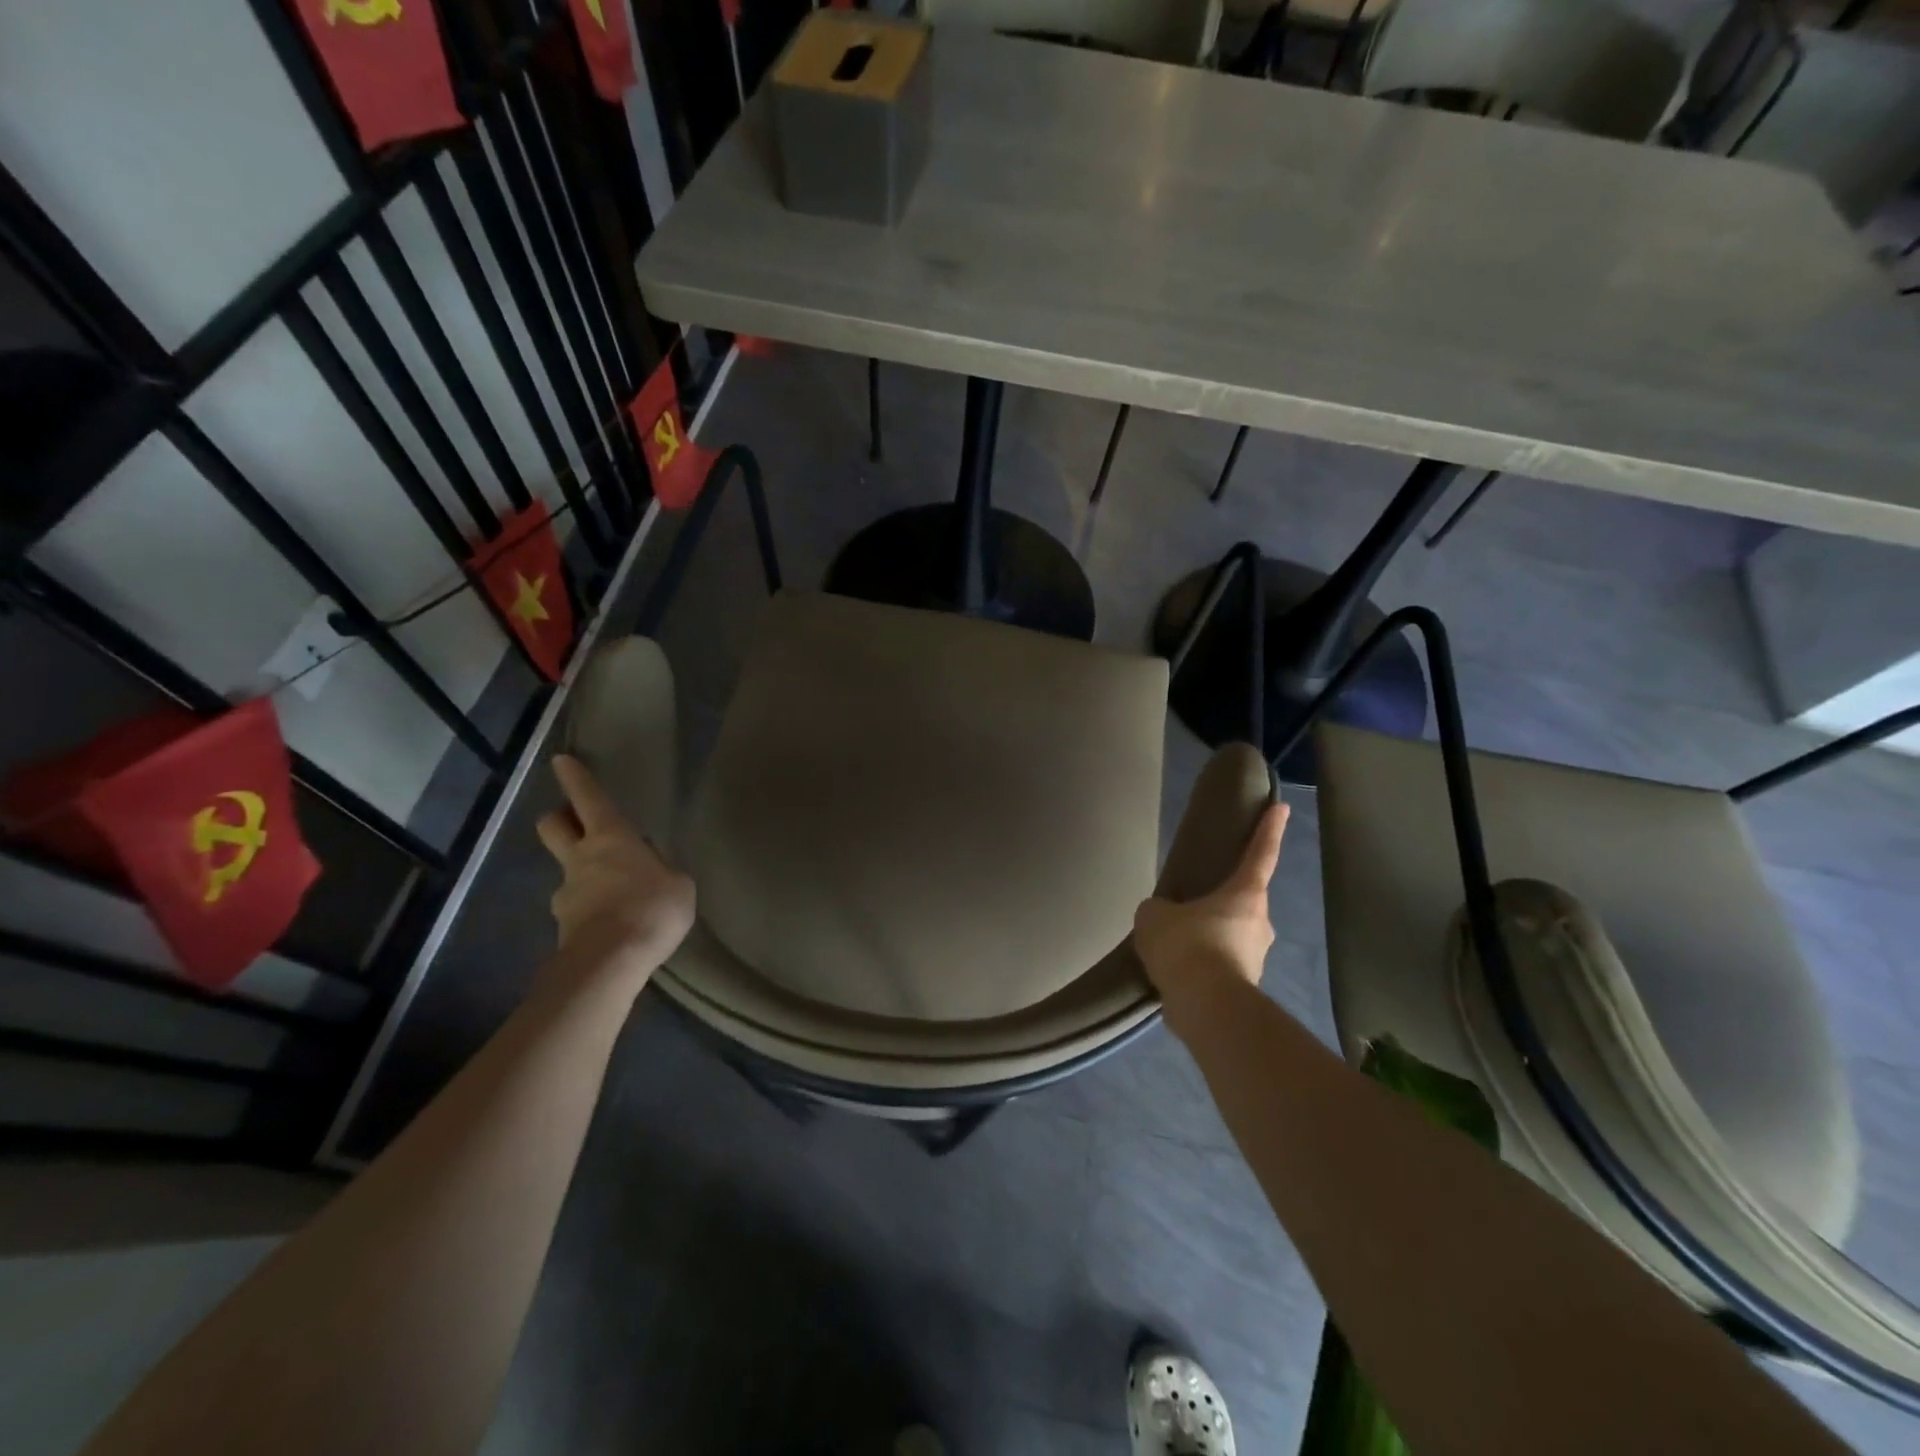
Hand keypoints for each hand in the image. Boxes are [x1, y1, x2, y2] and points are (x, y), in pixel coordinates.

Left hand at [535, 754, 694, 988]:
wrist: (611, 961)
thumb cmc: (652, 908)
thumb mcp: (678, 884)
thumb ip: (661, 871)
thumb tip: (648, 874)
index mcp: (611, 838)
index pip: (588, 798)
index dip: (575, 778)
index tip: (561, 761)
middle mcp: (581, 859)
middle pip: (553, 826)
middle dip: (559, 819)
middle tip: (575, 822)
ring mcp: (567, 894)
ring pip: (567, 872)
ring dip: (583, 874)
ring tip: (613, 892)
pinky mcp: (564, 927)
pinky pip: (577, 909)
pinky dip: (590, 910)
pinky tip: (612, 923)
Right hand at [1133, 801, 1288, 1011]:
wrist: (1206, 1008)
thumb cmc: (1187, 946)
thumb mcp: (1155, 916)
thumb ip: (1159, 910)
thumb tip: (1164, 918)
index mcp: (1245, 894)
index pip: (1260, 854)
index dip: (1269, 829)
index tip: (1281, 807)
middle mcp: (1260, 923)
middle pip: (1244, 902)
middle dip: (1222, 902)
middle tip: (1194, 904)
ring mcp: (1256, 958)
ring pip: (1232, 938)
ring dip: (1210, 938)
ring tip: (1177, 945)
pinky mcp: (1246, 988)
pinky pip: (1222, 966)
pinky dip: (1204, 966)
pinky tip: (1178, 974)